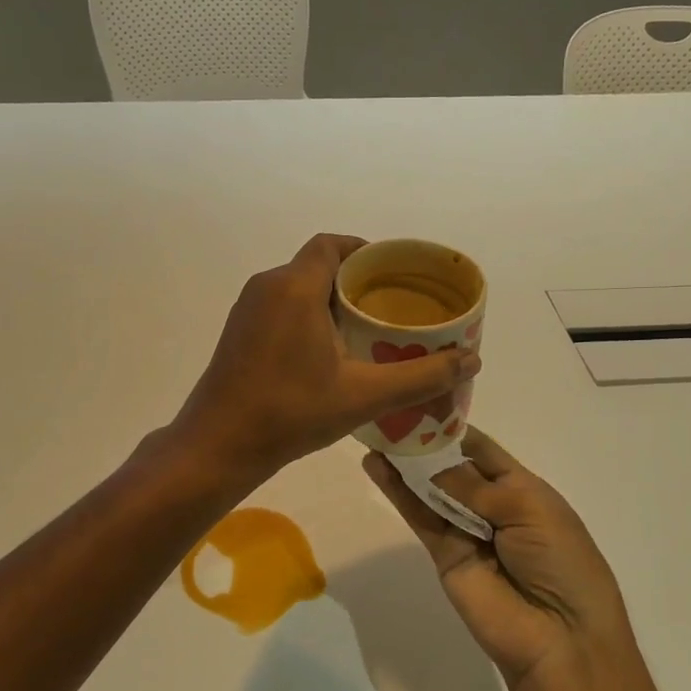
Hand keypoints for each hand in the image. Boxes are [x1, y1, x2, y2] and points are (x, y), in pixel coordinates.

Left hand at [173, 234, 480, 484]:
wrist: (218, 445)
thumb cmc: (290, 412)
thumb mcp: (364, 395)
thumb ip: (421, 377)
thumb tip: (473, 360)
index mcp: (294, 287)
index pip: (331, 245)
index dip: (364, 251)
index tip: (393, 274)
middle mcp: (267, 286)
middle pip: (317, 264)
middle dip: (354, 280)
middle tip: (390, 307)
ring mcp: (248, 309)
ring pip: (298, 286)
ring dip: (330, 299)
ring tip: (367, 328)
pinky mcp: (239, 330)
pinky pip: (281, 305)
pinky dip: (308, 314)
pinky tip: (329, 350)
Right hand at [364, 426, 634, 690]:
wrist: (561, 638)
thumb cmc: (561, 563)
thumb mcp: (529, 509)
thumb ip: (476, 485)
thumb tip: (433, 465)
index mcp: (525, 489)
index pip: (484, 451)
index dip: (455, 429)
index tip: (422, 402)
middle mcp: (494, 505)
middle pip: (453, 467)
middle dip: (426, 443)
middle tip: (390, 414)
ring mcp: (467, 530)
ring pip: (432, 489)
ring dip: (406, 464)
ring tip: (376, 433)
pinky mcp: (444, 554)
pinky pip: (421, 517)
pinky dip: (398, 492)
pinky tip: (377, 466)